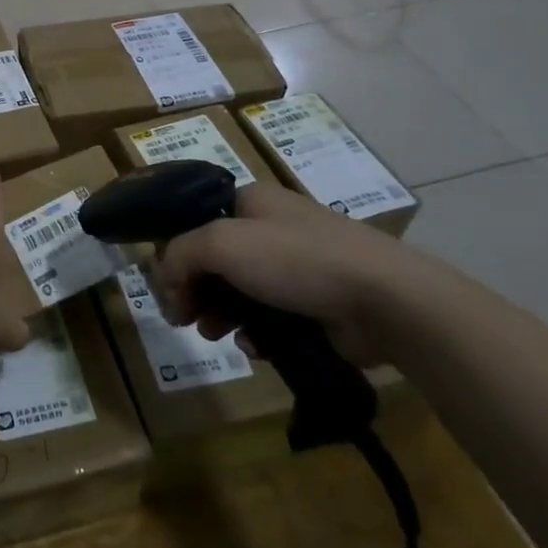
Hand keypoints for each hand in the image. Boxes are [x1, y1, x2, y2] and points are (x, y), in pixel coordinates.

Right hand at [155, 181, 415, 366]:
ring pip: (239, 290)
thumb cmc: (296, 259)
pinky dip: (255, 332)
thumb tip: (164, 281)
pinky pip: (269, 318)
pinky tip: (253, 347)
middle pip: (214, 257)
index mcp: (250, 200)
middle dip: (194, 288)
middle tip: (182, 317)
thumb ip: (181, 255)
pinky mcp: (314, 304)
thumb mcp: (222, 244)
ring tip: (214, 334)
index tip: (164, 285)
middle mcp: (271, 227)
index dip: (174, 250)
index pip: (196, 219)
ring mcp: (296, 267)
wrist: (383, 299)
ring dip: (219, 313)